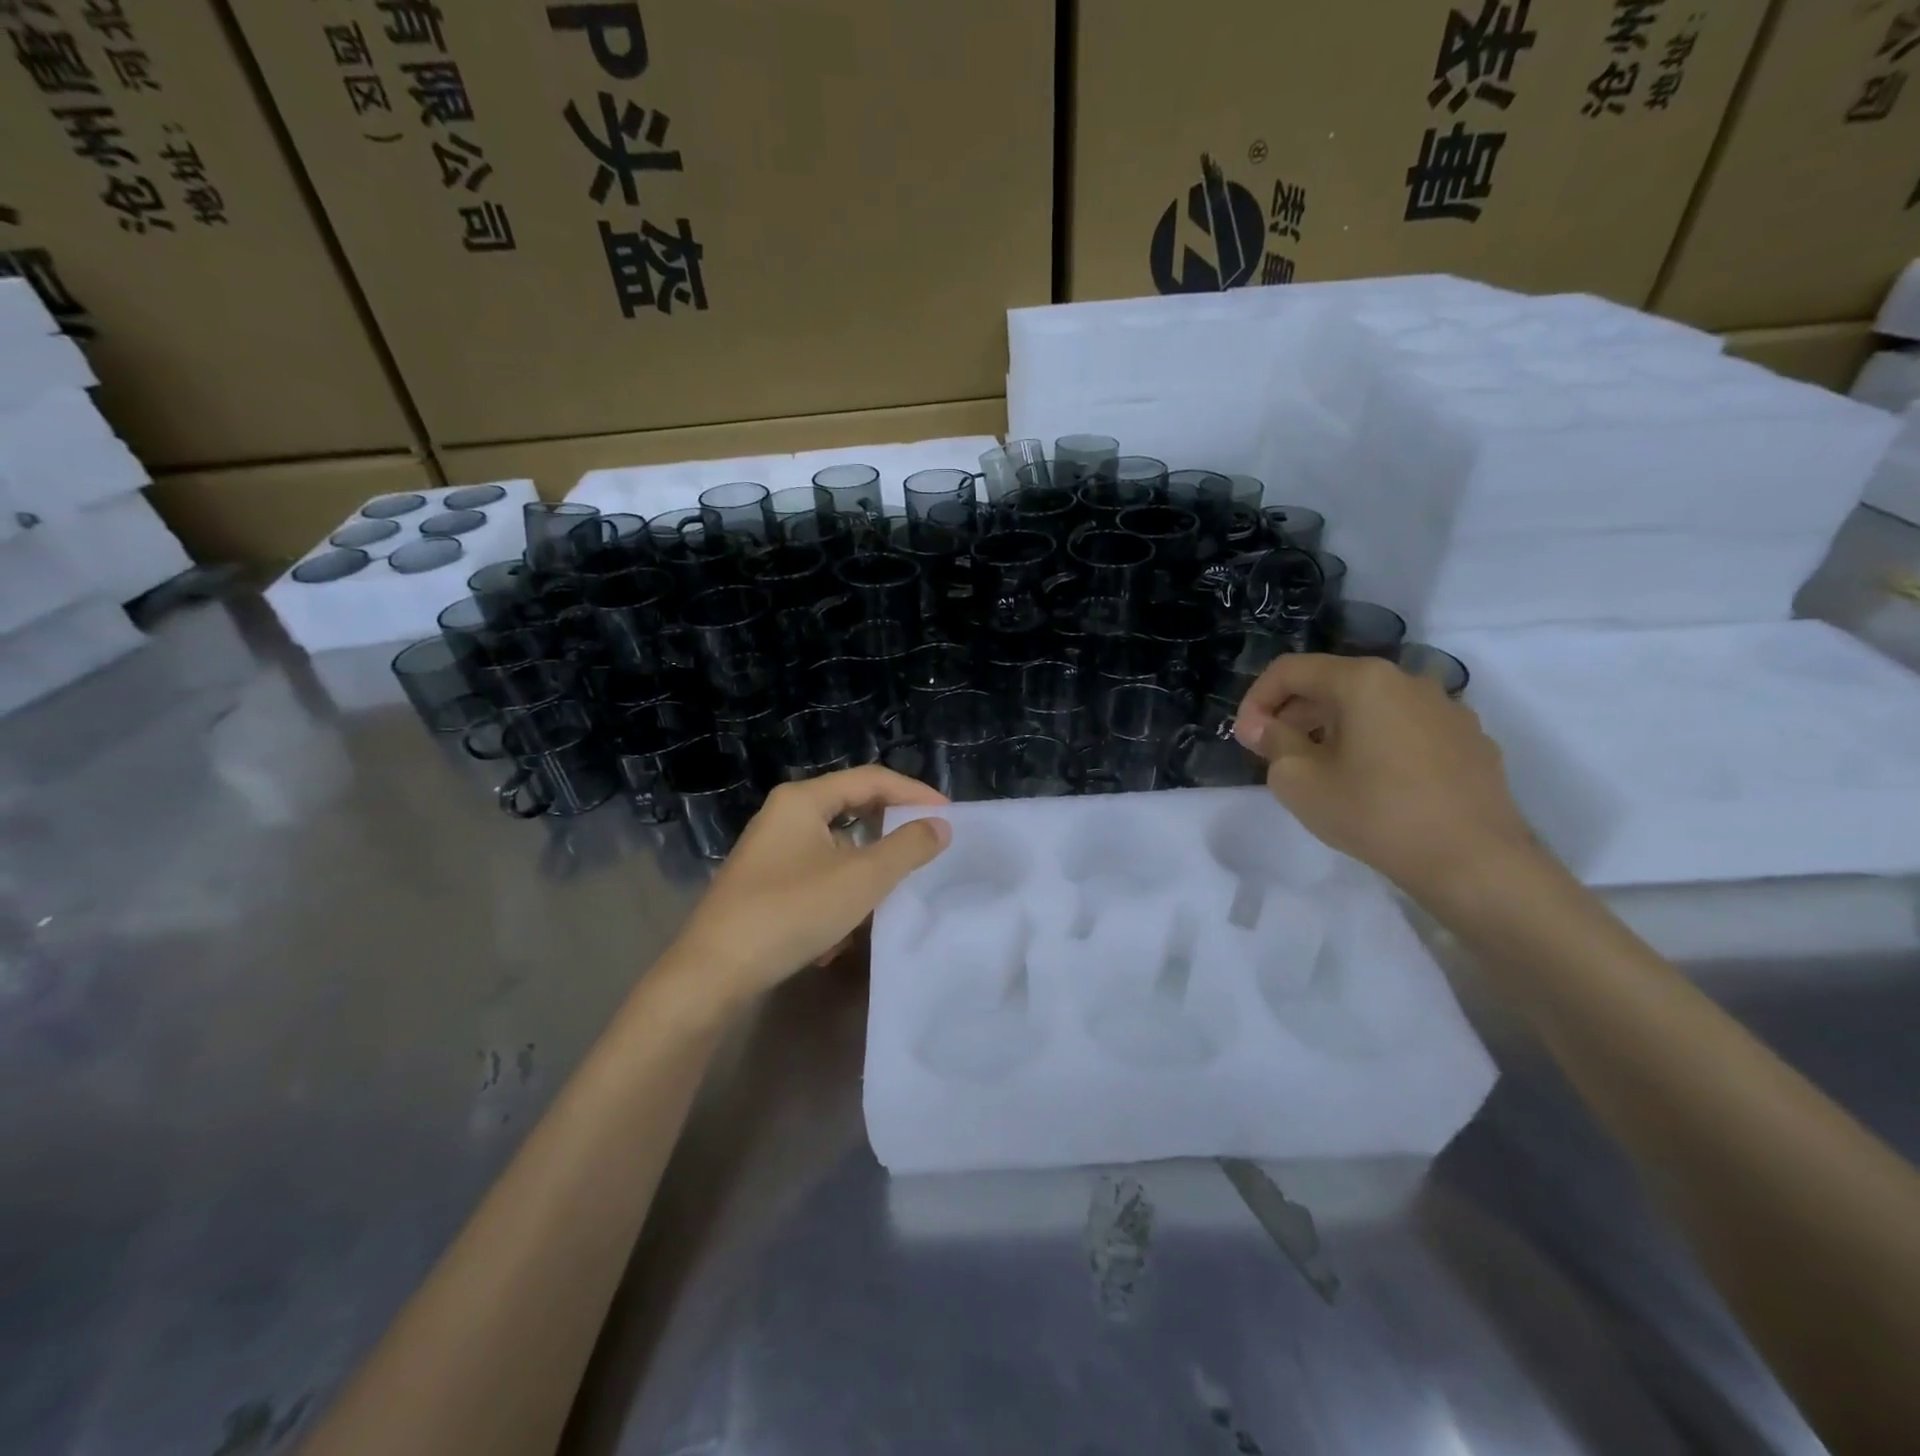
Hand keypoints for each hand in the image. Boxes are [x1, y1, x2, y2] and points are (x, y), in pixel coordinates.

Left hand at [667, 766, 950, 1007]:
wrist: (714, 972)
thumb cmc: (792, 912)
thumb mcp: (861, 879)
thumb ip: (907, 848)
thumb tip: (940, 825)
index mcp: (803, 800)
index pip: (871, 779)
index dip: (913, 793)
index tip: (948, 814)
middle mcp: (784, 815)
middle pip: (852, 809)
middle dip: (890, 831)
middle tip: (926, 846)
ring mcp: (771, 850)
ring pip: (836, 847)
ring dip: (865, 869)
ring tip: (889, 893)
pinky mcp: (765, 883)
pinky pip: (817, 874)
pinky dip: (839, 892)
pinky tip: (844, 931)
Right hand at [1234, 654, 1537, 902]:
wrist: (1474, 861)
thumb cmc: (1374, 813)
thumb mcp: (1299, 781)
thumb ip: (1273, 743)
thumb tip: (1264, 726)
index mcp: (1363, 680)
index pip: (1291, 670)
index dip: (1256, 699)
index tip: (1245, 738)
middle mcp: (1408, 680)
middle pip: (1333, 684)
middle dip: (1294, 714)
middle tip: (1274, 754)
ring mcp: (1447, 709)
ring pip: (1372, 706)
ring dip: (1335, 728)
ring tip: (1321, 769)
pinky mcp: (1470, 740)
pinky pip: (1407, 728)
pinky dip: (1377, 743)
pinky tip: (1372, 782)